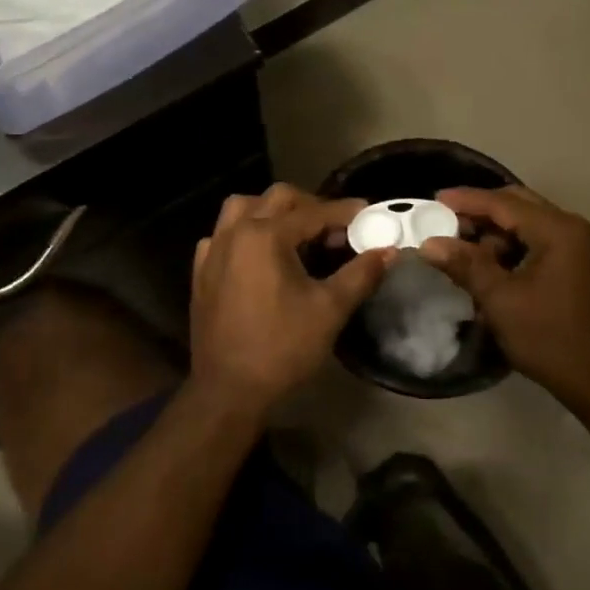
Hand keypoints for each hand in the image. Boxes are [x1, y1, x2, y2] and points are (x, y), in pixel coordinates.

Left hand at [191, 185, 392, 413]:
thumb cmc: (282, 348)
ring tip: (296, 232)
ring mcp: (213, 250)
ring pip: (242, 207)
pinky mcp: (201, 271)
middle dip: (310, 205)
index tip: (368, 213)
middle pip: (277, 198)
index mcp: (265, 236)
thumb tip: (387, 250)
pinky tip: (259, 255)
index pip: (313, 212)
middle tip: (336, 227)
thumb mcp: (330, 309)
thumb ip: (361, 273)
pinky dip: (244, 233)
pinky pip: (223, 234)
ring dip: (272, 211)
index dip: (344, 212)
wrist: (229, 391)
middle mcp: (236, 232)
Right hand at [420, 186, 589, 408]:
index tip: (434, 200)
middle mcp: (572, 228)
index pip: (504, 203)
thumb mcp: (500, 299)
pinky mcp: (577, 264)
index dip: (466, 200)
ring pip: (527, 224)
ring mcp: (578, 246)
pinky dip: (511, 249)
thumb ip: (465, 265)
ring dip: (495, 234)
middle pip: (517, 205)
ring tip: (464, 254)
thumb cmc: (548, 337)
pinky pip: (537, 241)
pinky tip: (489, 269)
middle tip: (445, 223)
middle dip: (480, 213)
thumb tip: (429, 244)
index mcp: (558, 230)